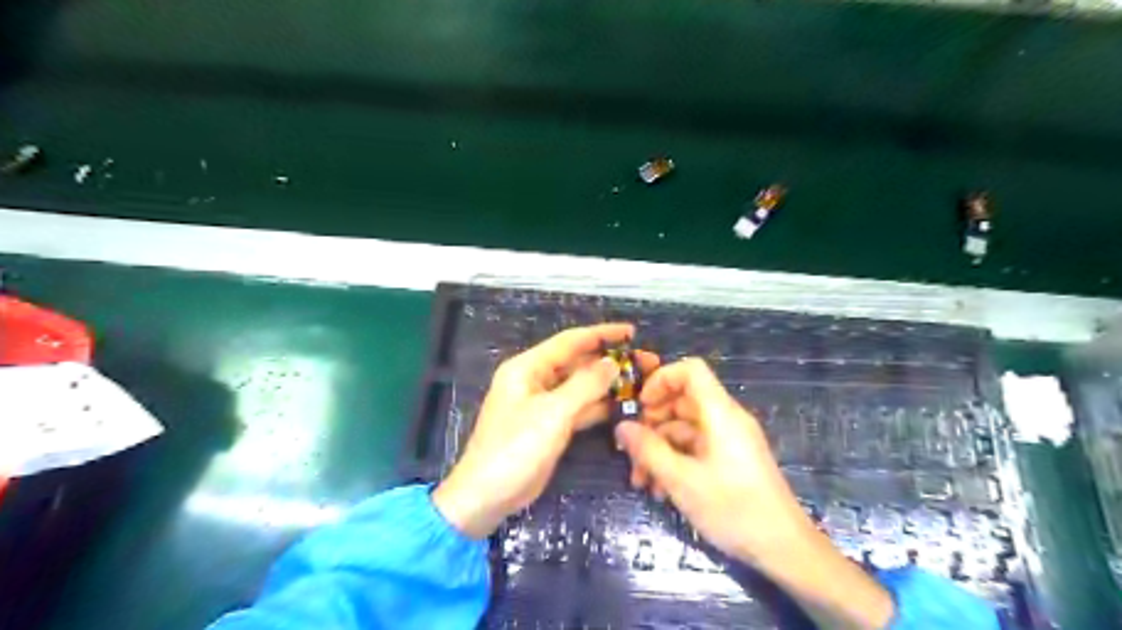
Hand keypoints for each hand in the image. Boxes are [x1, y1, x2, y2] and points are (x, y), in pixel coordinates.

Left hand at [432, 328, 658, 538]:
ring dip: (609, 384)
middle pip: (579, 363)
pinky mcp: (551, 425)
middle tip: (647, 362)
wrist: (487, 495)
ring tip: (643, 382)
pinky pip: (580, 408)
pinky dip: (600, 406)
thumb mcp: (552, 413)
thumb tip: (613, 363)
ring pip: (582, 387)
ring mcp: (544, 404)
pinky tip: (625, 405)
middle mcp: (536, 380)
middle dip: (611, 361)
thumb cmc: (515, 448)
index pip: (570, 341)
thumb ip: (585, 385)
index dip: (602, 334)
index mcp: (528, 368)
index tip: (632, 331)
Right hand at [612, 356, 807, 562]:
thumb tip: (622, 426)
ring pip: (684, 429)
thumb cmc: (734, 508)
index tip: (639, 405)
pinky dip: (675, 461)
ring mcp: (728, 440)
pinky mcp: (730, 459)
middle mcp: (725, 419)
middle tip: (630, 450)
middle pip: (682, 401)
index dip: (661, 379)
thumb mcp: (682, 480)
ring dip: (659, 449)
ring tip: (640, 481)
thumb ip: (648, 450)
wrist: (784, 549)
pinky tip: (660, 490)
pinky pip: (695, 448)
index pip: (691, 370)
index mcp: (720, 413)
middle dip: (651, 423)